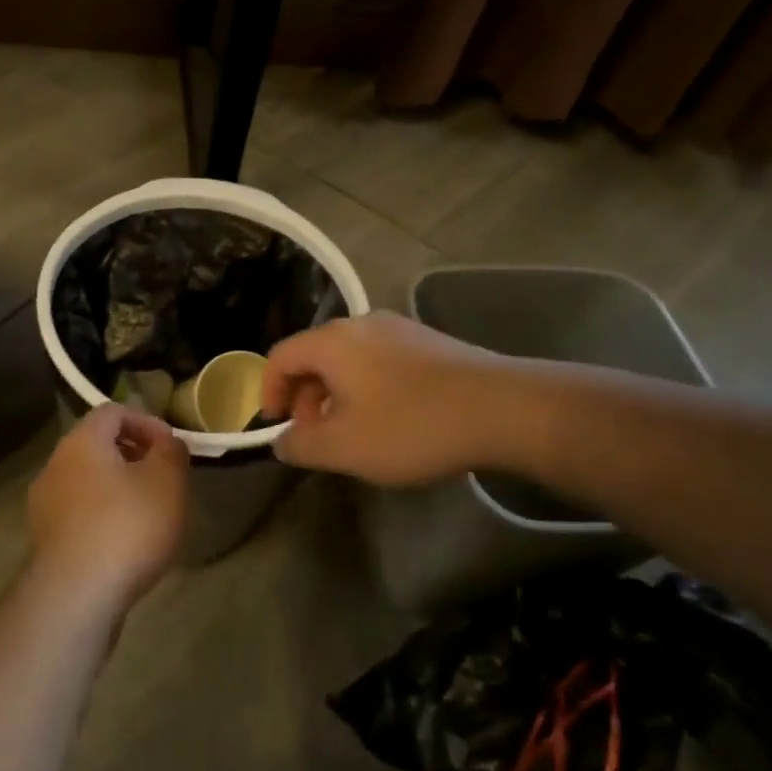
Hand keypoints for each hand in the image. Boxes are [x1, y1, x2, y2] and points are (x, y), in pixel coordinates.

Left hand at [27, 404, 189, 612]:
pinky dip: (103, 515)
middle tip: (164, 478)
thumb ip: (172, 452)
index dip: (147, 422)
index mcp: (82, 441)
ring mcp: (44, 503)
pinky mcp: (45, 539)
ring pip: (88, 480)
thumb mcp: (168, 482)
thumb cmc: (127, 526)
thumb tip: (167, 443)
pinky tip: (125, 541)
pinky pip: (79, 512)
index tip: (171, 447)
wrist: (76, 596)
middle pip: (97, 445)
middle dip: (134, 455)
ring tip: (148, 512)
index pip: (114, 411)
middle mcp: (55, 464)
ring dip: (118, 487)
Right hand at [262, 313, 503, 485]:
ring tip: (352, 431)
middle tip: (314, 435)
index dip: (268, 391)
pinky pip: (380, 361)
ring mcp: (400, 329)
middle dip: (305, 396)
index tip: (276, 424)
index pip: (281, 356)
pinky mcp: (430, 342)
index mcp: (333, 341)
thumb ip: (301, 445)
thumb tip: (282, 440)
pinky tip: (391, 419)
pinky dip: (368, 387)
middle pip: (315, 355)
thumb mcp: (344, 447)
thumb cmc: (411, 425)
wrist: (503, 409)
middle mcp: (362, 324)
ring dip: (337, 394)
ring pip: (349, 359)